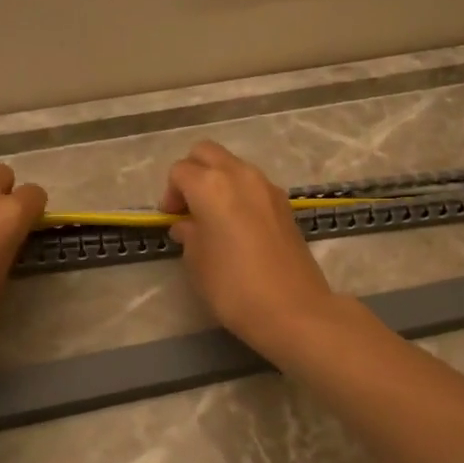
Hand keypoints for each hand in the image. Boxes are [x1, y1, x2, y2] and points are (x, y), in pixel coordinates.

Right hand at [159, 141, 342, 353]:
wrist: (293, 309)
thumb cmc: (233, 287)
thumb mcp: (197, 262)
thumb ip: (189, 234)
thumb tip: (188, 224)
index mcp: (211, 185)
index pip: (180, 171)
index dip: (170, 194)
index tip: (171, 220)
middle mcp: (240, 175)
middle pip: (207, 152)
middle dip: (192, 172)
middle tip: (188, 207)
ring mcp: (267, 187)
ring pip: (233, 166)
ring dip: (218, 181)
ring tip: (213, 218)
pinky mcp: (285, 204)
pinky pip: (253, 185)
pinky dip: (239, 194)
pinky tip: (238, 226)